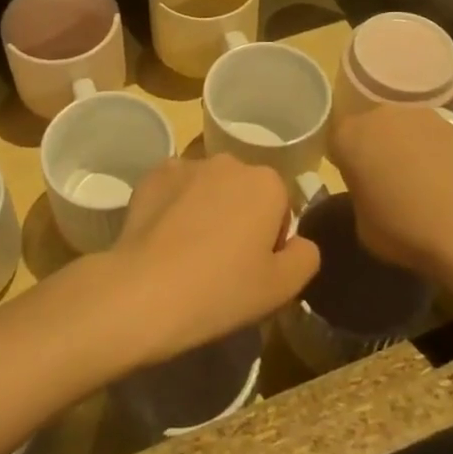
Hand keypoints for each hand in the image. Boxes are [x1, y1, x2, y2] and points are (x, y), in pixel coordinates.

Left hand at [101, 155, 319, 367]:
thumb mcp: (283, 288)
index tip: (253, 268)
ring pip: (207, 187)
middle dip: (238, 217)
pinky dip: (172, 206)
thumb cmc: (223, 289)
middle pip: (243, 191)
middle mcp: (229, 162)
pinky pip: (173, 189)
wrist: (146, 291)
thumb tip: (300, 242)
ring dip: (205, 209)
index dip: (271, 240)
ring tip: (188, 252)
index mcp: (267, 183)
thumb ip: (306, 256)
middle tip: (222, 261)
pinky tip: (163, 240)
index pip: (280, 208)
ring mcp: (186, 165)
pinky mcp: (151, 175)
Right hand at [330, 104, 452, 278]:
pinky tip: (449, 184)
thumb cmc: (407, 229)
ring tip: (422, 185)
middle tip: (386, 184)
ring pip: (404, 130)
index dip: (344, 163)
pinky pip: (435, 139)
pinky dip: (437, 155)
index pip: (336, 142)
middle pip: (371, 129)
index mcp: (349, 137)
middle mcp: (381, 115)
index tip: (356, 185)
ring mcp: (421, 115)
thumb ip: (360, 200)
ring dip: (408, 150)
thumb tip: (371, 194)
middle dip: (376, 150)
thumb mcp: (364, 226)